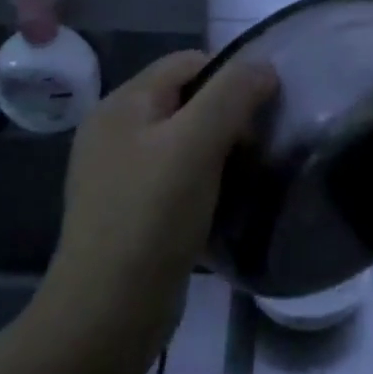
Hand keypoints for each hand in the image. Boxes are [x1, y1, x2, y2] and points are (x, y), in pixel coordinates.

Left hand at [41, 50, 276, 346]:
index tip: (263, 110)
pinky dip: (202, 179)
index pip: (187, 62)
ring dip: (217, 150)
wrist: (108, 311)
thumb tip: (264, 67)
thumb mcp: (197, 143)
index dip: (230, 75)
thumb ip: (233, 94)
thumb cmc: (153, 215)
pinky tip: (221, 201)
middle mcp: (114, 130)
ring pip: (182, 139)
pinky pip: (174, 175)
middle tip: (256, 147)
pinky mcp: (128, 208)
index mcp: (123, 104)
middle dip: (226, 114)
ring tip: (245, 174)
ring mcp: (117, 172)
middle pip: (185, 99)